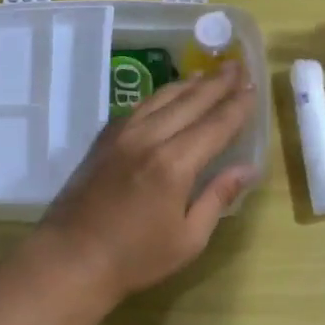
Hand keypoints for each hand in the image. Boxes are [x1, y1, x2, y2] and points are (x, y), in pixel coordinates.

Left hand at [33, 68, 259, 304]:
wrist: (71, 259)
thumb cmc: (135, 258)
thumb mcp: (189, 238)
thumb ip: (218, 197)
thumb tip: (248, 168)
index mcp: (174, 164)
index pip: (216, 125)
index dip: (238, 106)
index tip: (254, 87)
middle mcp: (149, 139)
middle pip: (190, 102)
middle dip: (217, 83)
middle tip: (238, 65)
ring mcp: (122, 136)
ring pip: (162, 98)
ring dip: (189, 84)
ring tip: (209, 74)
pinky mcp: (103, 140)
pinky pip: (138, 107)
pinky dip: (160, 97)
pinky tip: (168, 96)